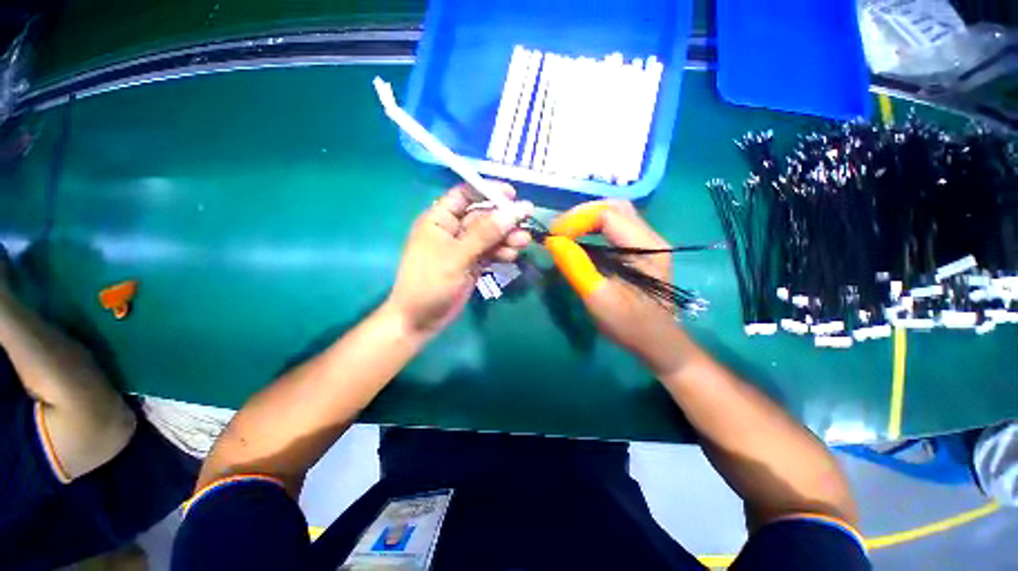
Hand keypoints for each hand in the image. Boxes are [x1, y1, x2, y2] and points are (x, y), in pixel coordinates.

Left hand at [386, 183, 532, 337]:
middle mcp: (452, 230)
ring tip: (523, 242)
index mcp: (439, 219)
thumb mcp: (457, 256)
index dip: (487, 190)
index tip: (511, 194)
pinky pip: (491, 252)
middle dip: (503, 218)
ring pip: (490, 236)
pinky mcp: (473, 263)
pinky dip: (502, 252)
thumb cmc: (430, 283)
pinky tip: (512, 255)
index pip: (464, 195)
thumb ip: (485, 233)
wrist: (420, 319)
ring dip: (507, 237)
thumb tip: (514, 210)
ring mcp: (464, 248)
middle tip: (526, 218)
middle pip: (482, 216)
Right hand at [546, 201, 689, 376]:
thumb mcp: (599, 298)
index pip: (607, 215)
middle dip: (581, 214)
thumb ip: (576, 267)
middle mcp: (651, 237)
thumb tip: (553, 242)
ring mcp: (647, 243)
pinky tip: (581, 240)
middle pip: (614, 207)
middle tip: (559, 230)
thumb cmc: (630, 324)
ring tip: (566, 233)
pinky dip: (594, 228)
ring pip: (615, 214)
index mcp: (646, 248)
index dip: (577, 220)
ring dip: (587, 219)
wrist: (656, 342)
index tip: (554, 237)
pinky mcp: (641, 251)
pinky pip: (616, 227)